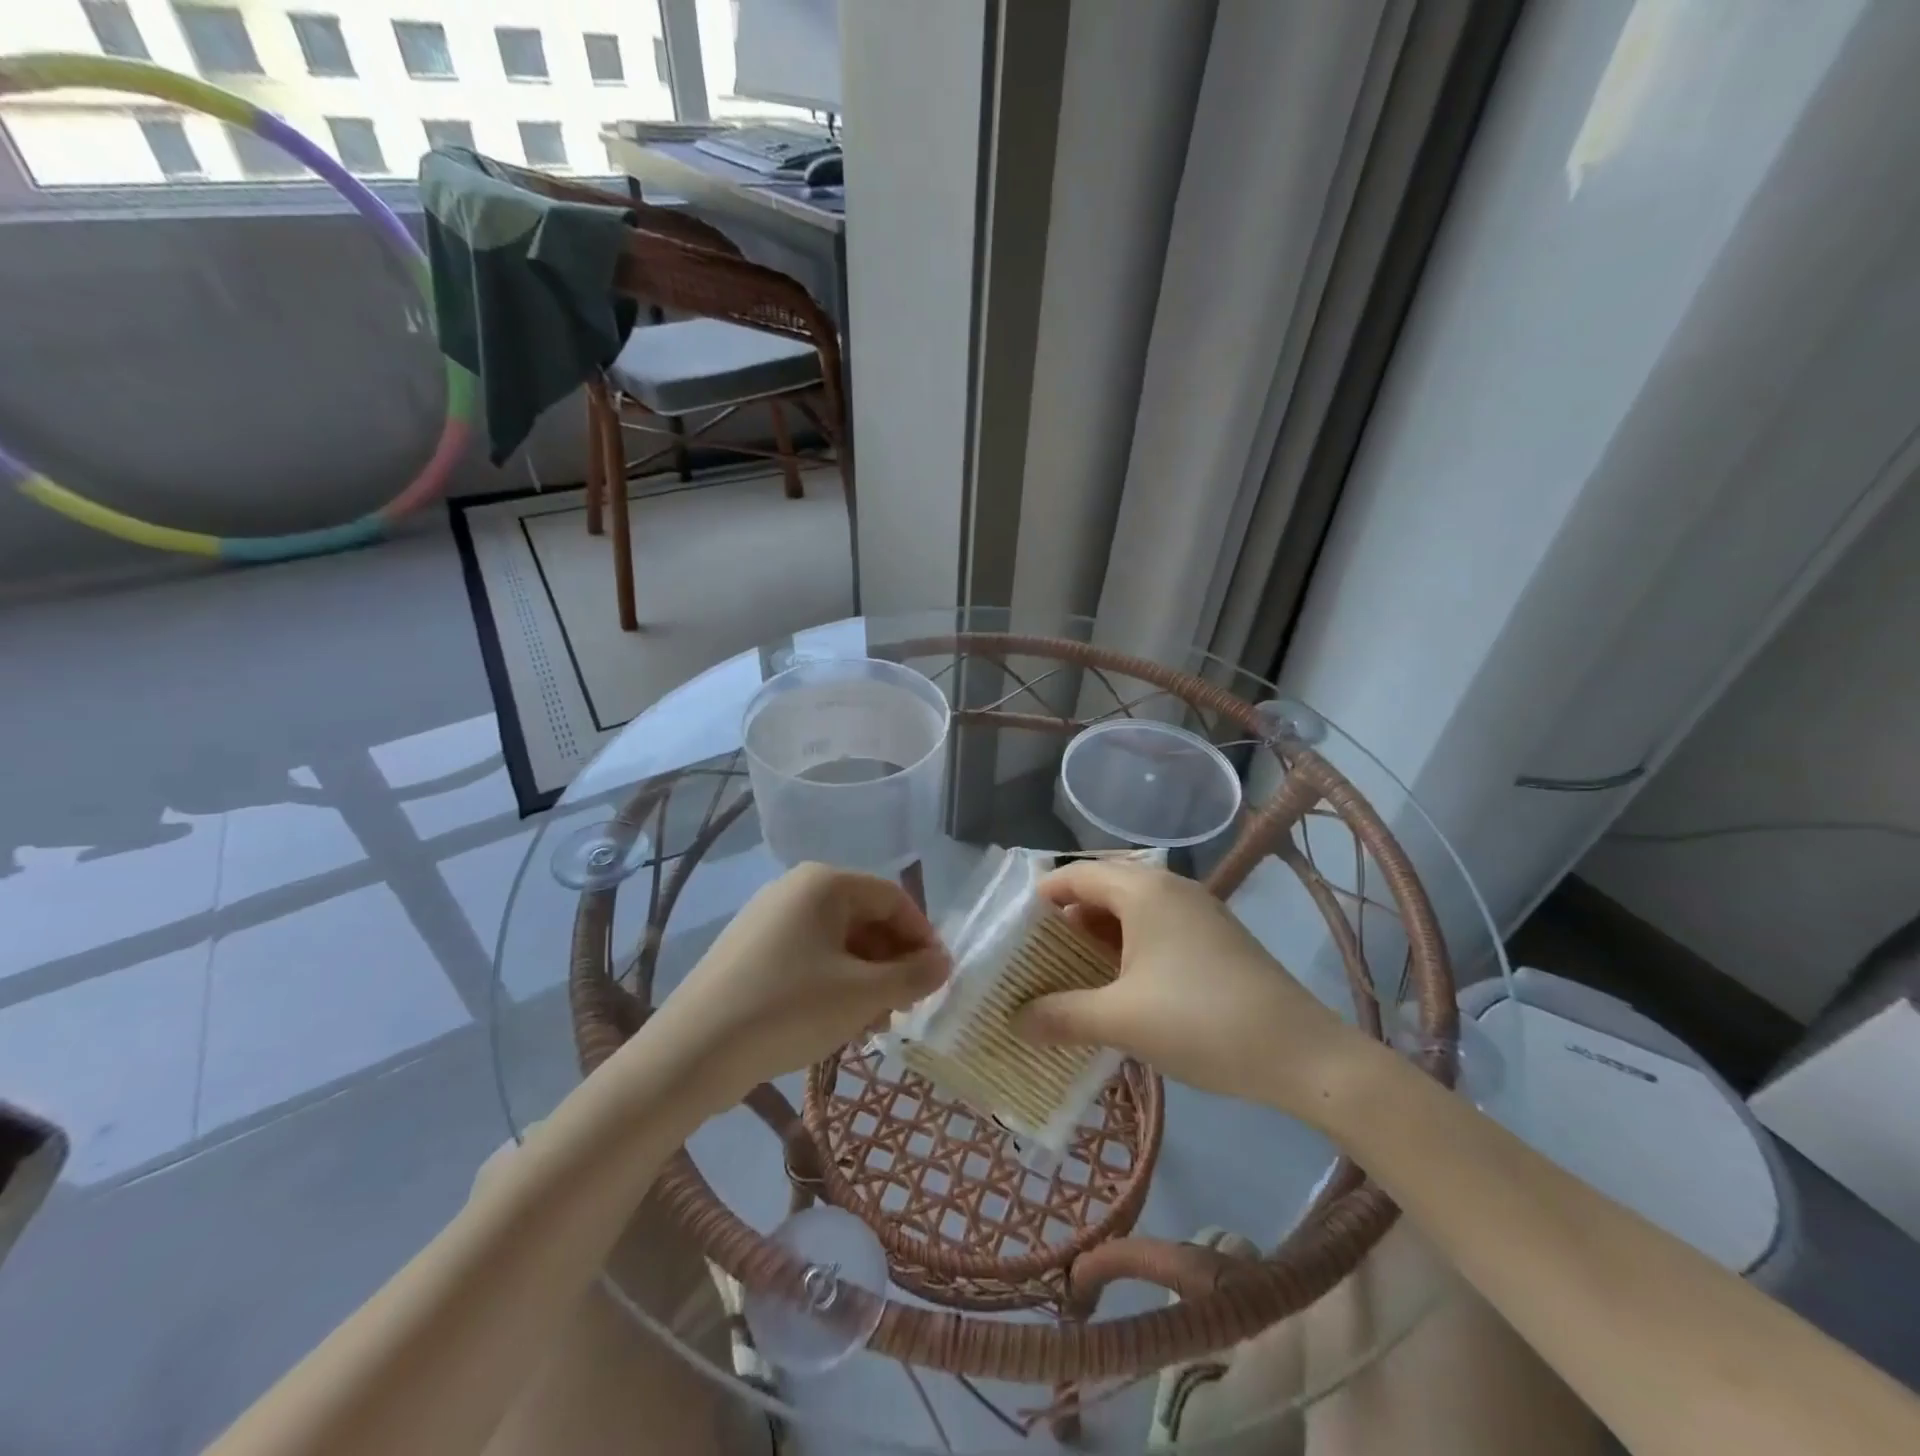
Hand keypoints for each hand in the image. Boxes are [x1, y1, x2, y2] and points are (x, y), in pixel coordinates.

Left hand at [654, 863, 948, 1107]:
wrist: (692, 1052)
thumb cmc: (789, 1009)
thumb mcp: (862, 996)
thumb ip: (913, 976)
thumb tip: (944, 963)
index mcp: (825, 883)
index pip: (894, 898)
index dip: (922, 937)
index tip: (937, 979)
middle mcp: (796, 888)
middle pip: (865, 917)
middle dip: (892, 962)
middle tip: (905, 1007)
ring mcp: (768, 918)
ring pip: (837, 941)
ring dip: (865, 977)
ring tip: (872, 1024)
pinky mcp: (749, 949)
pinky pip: (808, 956)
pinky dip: (832, 982)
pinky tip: (835, 1022)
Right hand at [1011, 860, 1362, 1118]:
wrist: (1303, 1055)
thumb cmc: (1201, 1022)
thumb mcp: (1121, 1020)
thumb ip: (1061, 1015)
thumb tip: (1014, 1020)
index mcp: (1143, 890)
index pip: (1075, 875)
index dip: (1039, 899)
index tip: (1011, 934)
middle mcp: (1169, 889)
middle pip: (1101, 890)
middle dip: (1065, 924)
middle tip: (1033, 960)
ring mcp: (1197, 912)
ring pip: (1129, 913)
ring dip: (1096, 941)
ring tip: (1067, 978)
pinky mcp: (1215, 939)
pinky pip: (1155, 931)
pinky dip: (1126, 951)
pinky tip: (1116, 990)